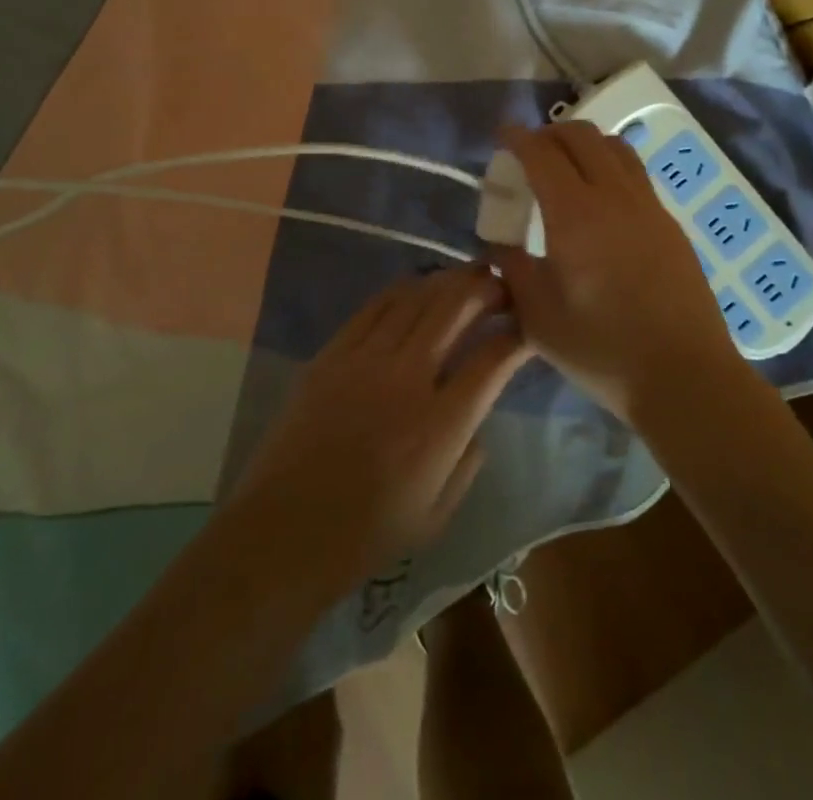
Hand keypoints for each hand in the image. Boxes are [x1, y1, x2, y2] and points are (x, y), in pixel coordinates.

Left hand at [226, 267, 530, 601]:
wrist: (284, 532)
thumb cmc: (367, 534)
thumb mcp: (439, 514)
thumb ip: (470, 459)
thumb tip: (477, 414)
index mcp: (440, 426)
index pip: (493, 359)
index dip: (517, 335)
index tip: (527, 327)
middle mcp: (408, 379)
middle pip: (455, 308)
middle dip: (486, 288)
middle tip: (502, 284)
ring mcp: (366, 359)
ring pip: (417, 297)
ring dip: (448, 281)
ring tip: (466, 278)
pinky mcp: (333, 352)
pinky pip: (376, 305)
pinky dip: (404, 290)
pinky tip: (418, 288)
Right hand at [492, 122, 742, 420]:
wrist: (685, 375)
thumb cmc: (602, 349)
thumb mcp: (538, 317)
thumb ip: (512, 270)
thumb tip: (500, 246)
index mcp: (575, 214)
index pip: (541, 153)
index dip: (517, 137)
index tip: (502, 134)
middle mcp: (614, 196)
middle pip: (581, 136)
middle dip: (549, 134)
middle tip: (529, 153)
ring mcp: (648, 206)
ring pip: (614, 146)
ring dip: (584, 144)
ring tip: (566, 167)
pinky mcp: (669, 222)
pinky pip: (634, 172)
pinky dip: (609, 164)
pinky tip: (600, 199)